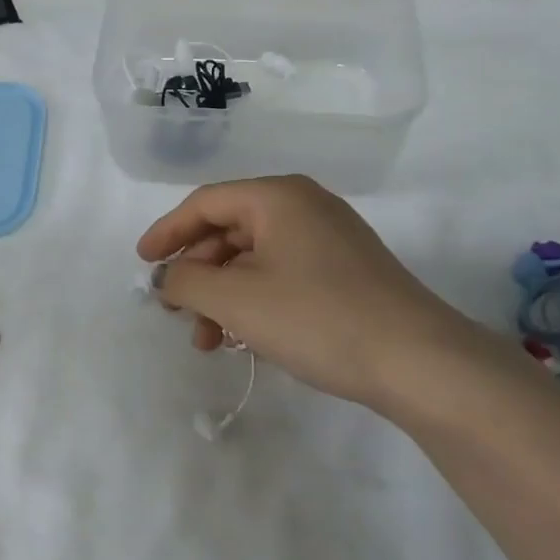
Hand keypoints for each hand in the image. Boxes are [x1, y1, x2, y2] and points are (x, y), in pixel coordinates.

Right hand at [136, 176, 474, 410]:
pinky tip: (247, 340)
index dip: (167, 233)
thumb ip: (186, 282)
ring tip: (209, 342)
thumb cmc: (317, 318)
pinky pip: (282, 276)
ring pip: (255, 260)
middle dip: (197, 274)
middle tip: (177, 313)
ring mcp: (330, 240)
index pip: (205, 203)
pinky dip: (255, 303)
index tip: (142, 264)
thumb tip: (167, 277)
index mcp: (278, 197)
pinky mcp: (346, 272)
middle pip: (229, 231)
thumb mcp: (237, 299)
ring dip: (223, 297)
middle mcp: (304, 207)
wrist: (418, 362)